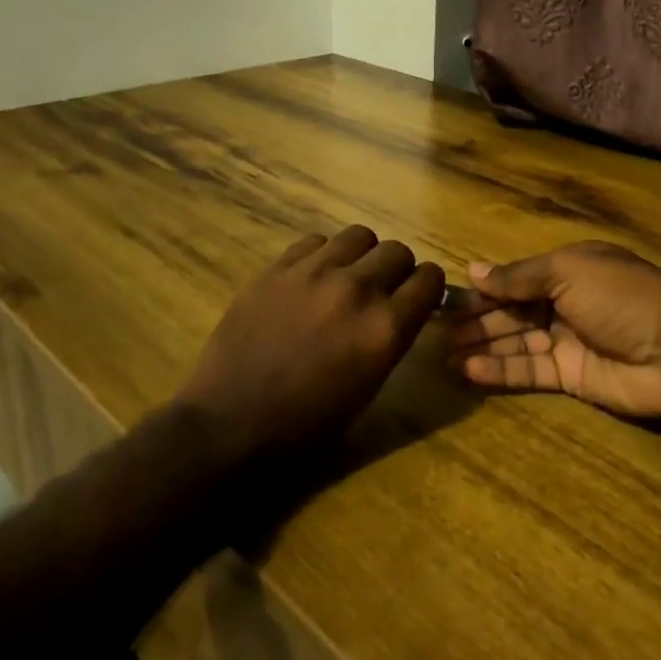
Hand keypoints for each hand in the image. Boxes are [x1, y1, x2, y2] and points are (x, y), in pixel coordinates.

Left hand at [174, 225, 444, 461]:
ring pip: (359, 235)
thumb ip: (392, 338)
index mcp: (385, 328)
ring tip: (346, 278)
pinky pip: (315, 241)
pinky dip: (322, 255)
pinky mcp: (277, 268)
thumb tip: (403, 310)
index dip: (428, 287)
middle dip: (398, 270)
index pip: (430, 279)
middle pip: (398, 251)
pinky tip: (311, 279)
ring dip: (362, 256)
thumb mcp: (368, 387)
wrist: (230, 423)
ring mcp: (313, 273)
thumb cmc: (306, 424)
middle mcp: (356, 290)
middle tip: (382, 291)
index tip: (419, 297)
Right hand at [442, 240, 660, 418]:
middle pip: (512, 311)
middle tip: (436, 331)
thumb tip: (473, 271)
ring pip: (516, 342)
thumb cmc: (620, 296)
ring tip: (442, 355)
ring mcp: (569, 341)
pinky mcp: (572, 377)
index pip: (515, 279)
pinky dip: (499, 371)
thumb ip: (518, 277)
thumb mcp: (567, 271)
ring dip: (481, 346)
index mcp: (568, 269)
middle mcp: (565, 302)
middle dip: (477, 320)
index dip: (483, 289)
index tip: (446, 300)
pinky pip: (529, 372)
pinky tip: (468, 370)